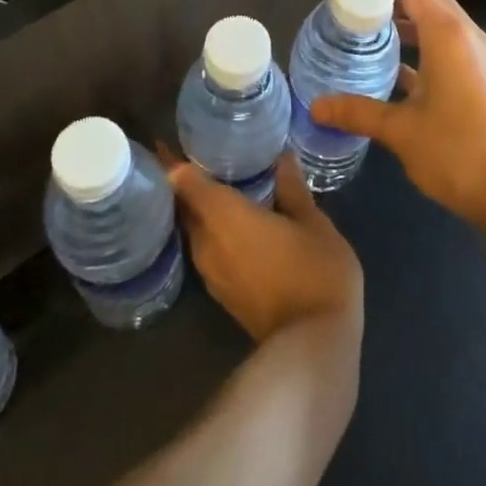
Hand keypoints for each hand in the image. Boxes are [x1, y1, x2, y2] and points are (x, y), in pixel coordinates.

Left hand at [161, 151, 363, 342]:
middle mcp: (207, 241)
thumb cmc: (315, 272)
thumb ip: (293, 188)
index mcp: (224, 215)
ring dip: (199, 207)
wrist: (312, 346)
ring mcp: (211, 271)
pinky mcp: (221, 292)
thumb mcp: (313, 223)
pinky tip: (234, 219)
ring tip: (219, 181)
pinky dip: (212, 228)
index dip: (171, 158)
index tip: (171, 138)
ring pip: (194, 228)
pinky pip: (206, 247)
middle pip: (183, 205)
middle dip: (184, 180)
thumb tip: (282, 157)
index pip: (182, 180)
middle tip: (200, 152)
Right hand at [310, 0, 485, 228]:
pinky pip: (454, 46)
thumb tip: (315, 106)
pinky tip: (401, 75)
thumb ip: (356, 111)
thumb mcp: (399, 131)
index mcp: (448, 36)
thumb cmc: (455, 152)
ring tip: (375, 45)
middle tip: (361, 24)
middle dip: (395, 5)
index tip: (353, 7)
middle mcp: (470, 36)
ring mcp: (483, 57)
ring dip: (413, 26)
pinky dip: (429, 48)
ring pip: (444, 23)